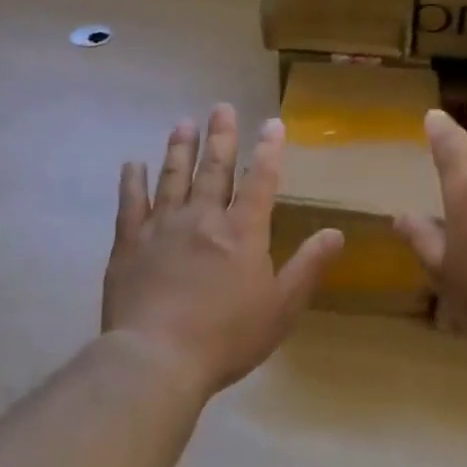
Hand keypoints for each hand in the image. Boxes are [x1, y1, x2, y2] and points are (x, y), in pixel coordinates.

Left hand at [102, 105, 343, 398]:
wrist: (157, 359)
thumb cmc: (227, 337)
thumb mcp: (281, 307)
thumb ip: (308, 267)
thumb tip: (337, 233)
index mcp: (242, 232)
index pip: (260, 181)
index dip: (268, 150)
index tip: (272, 123)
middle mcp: (203, 218)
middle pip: (214, 170)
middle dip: (221, 137)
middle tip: (221, 107)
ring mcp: (162, 227)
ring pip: (173, 177)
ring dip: (180, 149)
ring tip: (183, 123)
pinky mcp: (130, 244)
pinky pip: (130, 204)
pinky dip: (132, 181)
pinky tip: (132, 164)